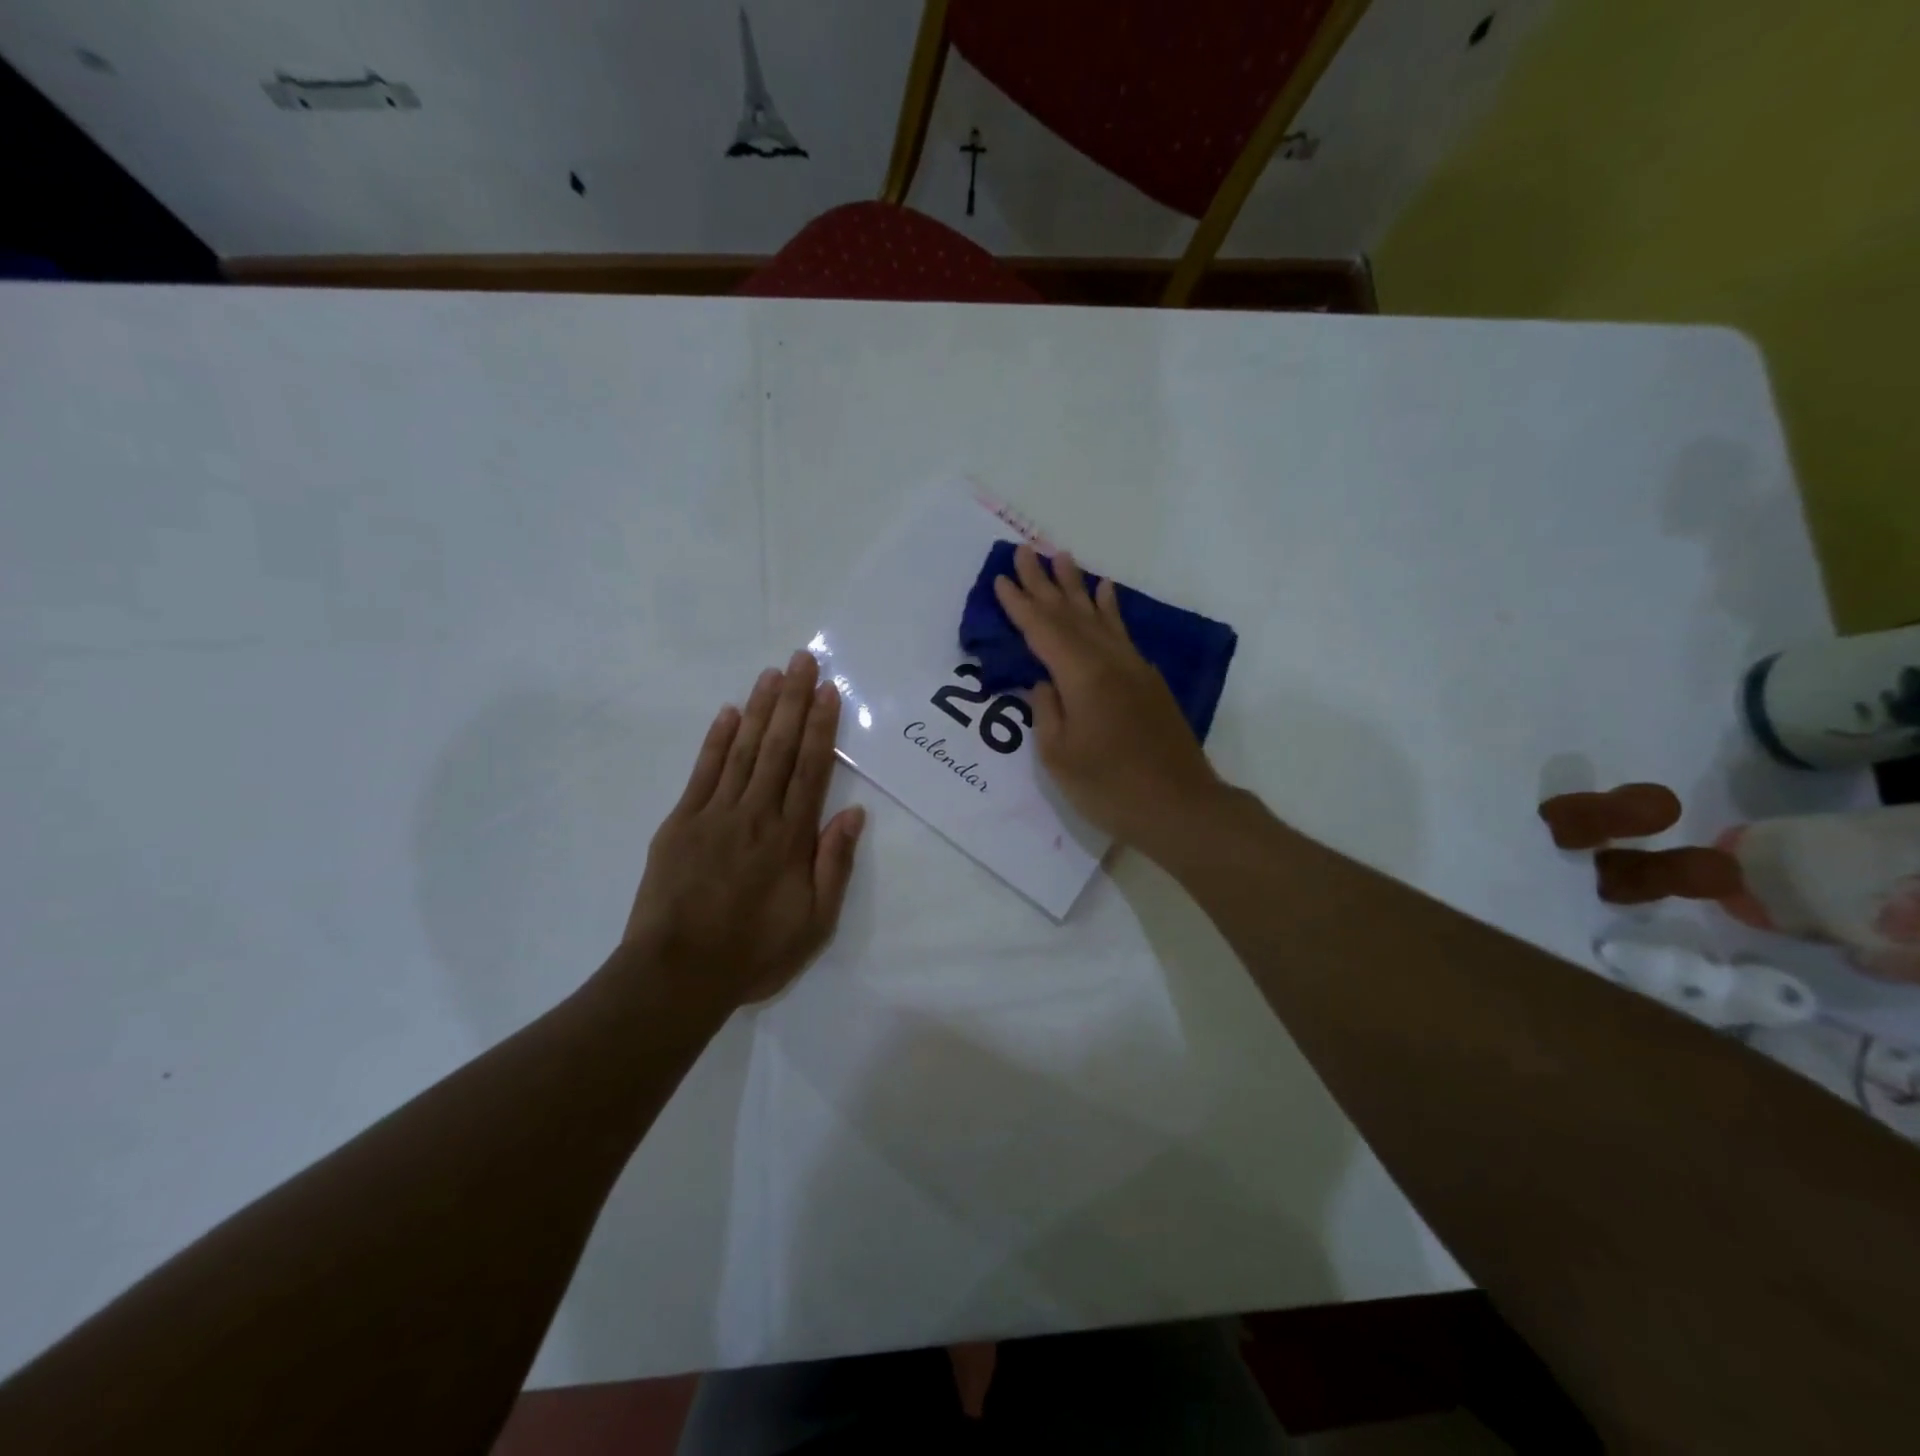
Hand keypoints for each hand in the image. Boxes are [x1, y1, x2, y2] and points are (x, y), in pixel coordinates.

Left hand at [622, 650, 865, 1007]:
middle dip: (793, 701)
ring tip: (772, 674)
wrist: (677, 974)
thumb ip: (834, 865)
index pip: (810, 769)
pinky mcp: (680, 823)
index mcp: (790, 838)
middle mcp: (755, 814)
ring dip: (759, 710)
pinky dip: (717, 741)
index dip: (821, 727)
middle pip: (778, 747)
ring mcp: (714, 814)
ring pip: (743, 751)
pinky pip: (703, 772)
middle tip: (802, 660)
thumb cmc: (754, 952)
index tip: (828, 691)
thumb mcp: (814, 922)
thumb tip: (854, 814)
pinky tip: (729, 714)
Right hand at [993, 544, 1223, 850]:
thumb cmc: (1111, 788)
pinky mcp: (1148, 681)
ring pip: (1099, 617)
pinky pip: (1122, 633)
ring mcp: (1134, 668)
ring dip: (1077, 587)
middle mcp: (1110, 661)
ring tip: (1061, 557)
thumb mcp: (1060, 756)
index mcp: (1083, 677)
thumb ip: (1047, 711)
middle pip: (1071, 614)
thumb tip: (1044, 683)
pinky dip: (1111, 610)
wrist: (1181, 807)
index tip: (1002, 578)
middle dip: (1045, 583)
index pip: (1044, 631)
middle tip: (1025, 551)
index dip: (1020, 605)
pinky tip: (1107, 593)